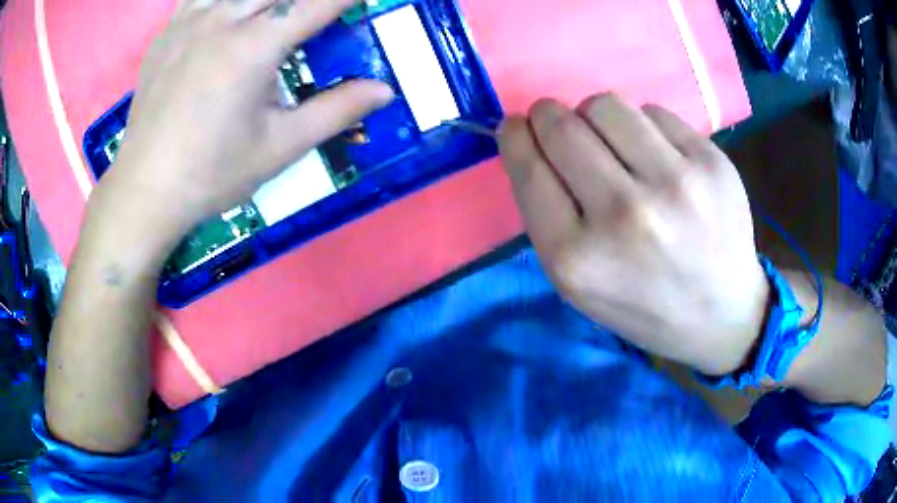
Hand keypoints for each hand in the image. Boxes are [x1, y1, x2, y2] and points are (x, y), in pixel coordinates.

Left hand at [100, 0, 392, 241]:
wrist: (145, 190)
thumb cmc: (211, 174)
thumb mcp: (279, 147)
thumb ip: (335, 111)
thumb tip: (385, 90)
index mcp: (255, 48)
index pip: (318, 4)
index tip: (362, 0)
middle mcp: (223, 21)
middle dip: (305, 0)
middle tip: (314, 15)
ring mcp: (189, 23)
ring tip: (274, 16)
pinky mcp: (166, 33)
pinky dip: (222, 0)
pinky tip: (228, 14)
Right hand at [499, 95, 769, 374]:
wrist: (721, 314)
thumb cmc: (642, 305)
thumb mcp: (576, 285)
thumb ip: (546, 215)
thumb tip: (529, 140)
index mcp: (578, 258)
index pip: (528, 166)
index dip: (514, 136)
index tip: (515, 128)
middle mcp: (625, 215)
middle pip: (562, 125)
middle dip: (547, 116)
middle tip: (557, 126)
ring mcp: (675, 183)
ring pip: (605, 105)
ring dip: (594, 116)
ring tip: (611, 142)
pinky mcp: (710, 161)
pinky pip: (653, 112)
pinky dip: (642, 126)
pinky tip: (655, 156)